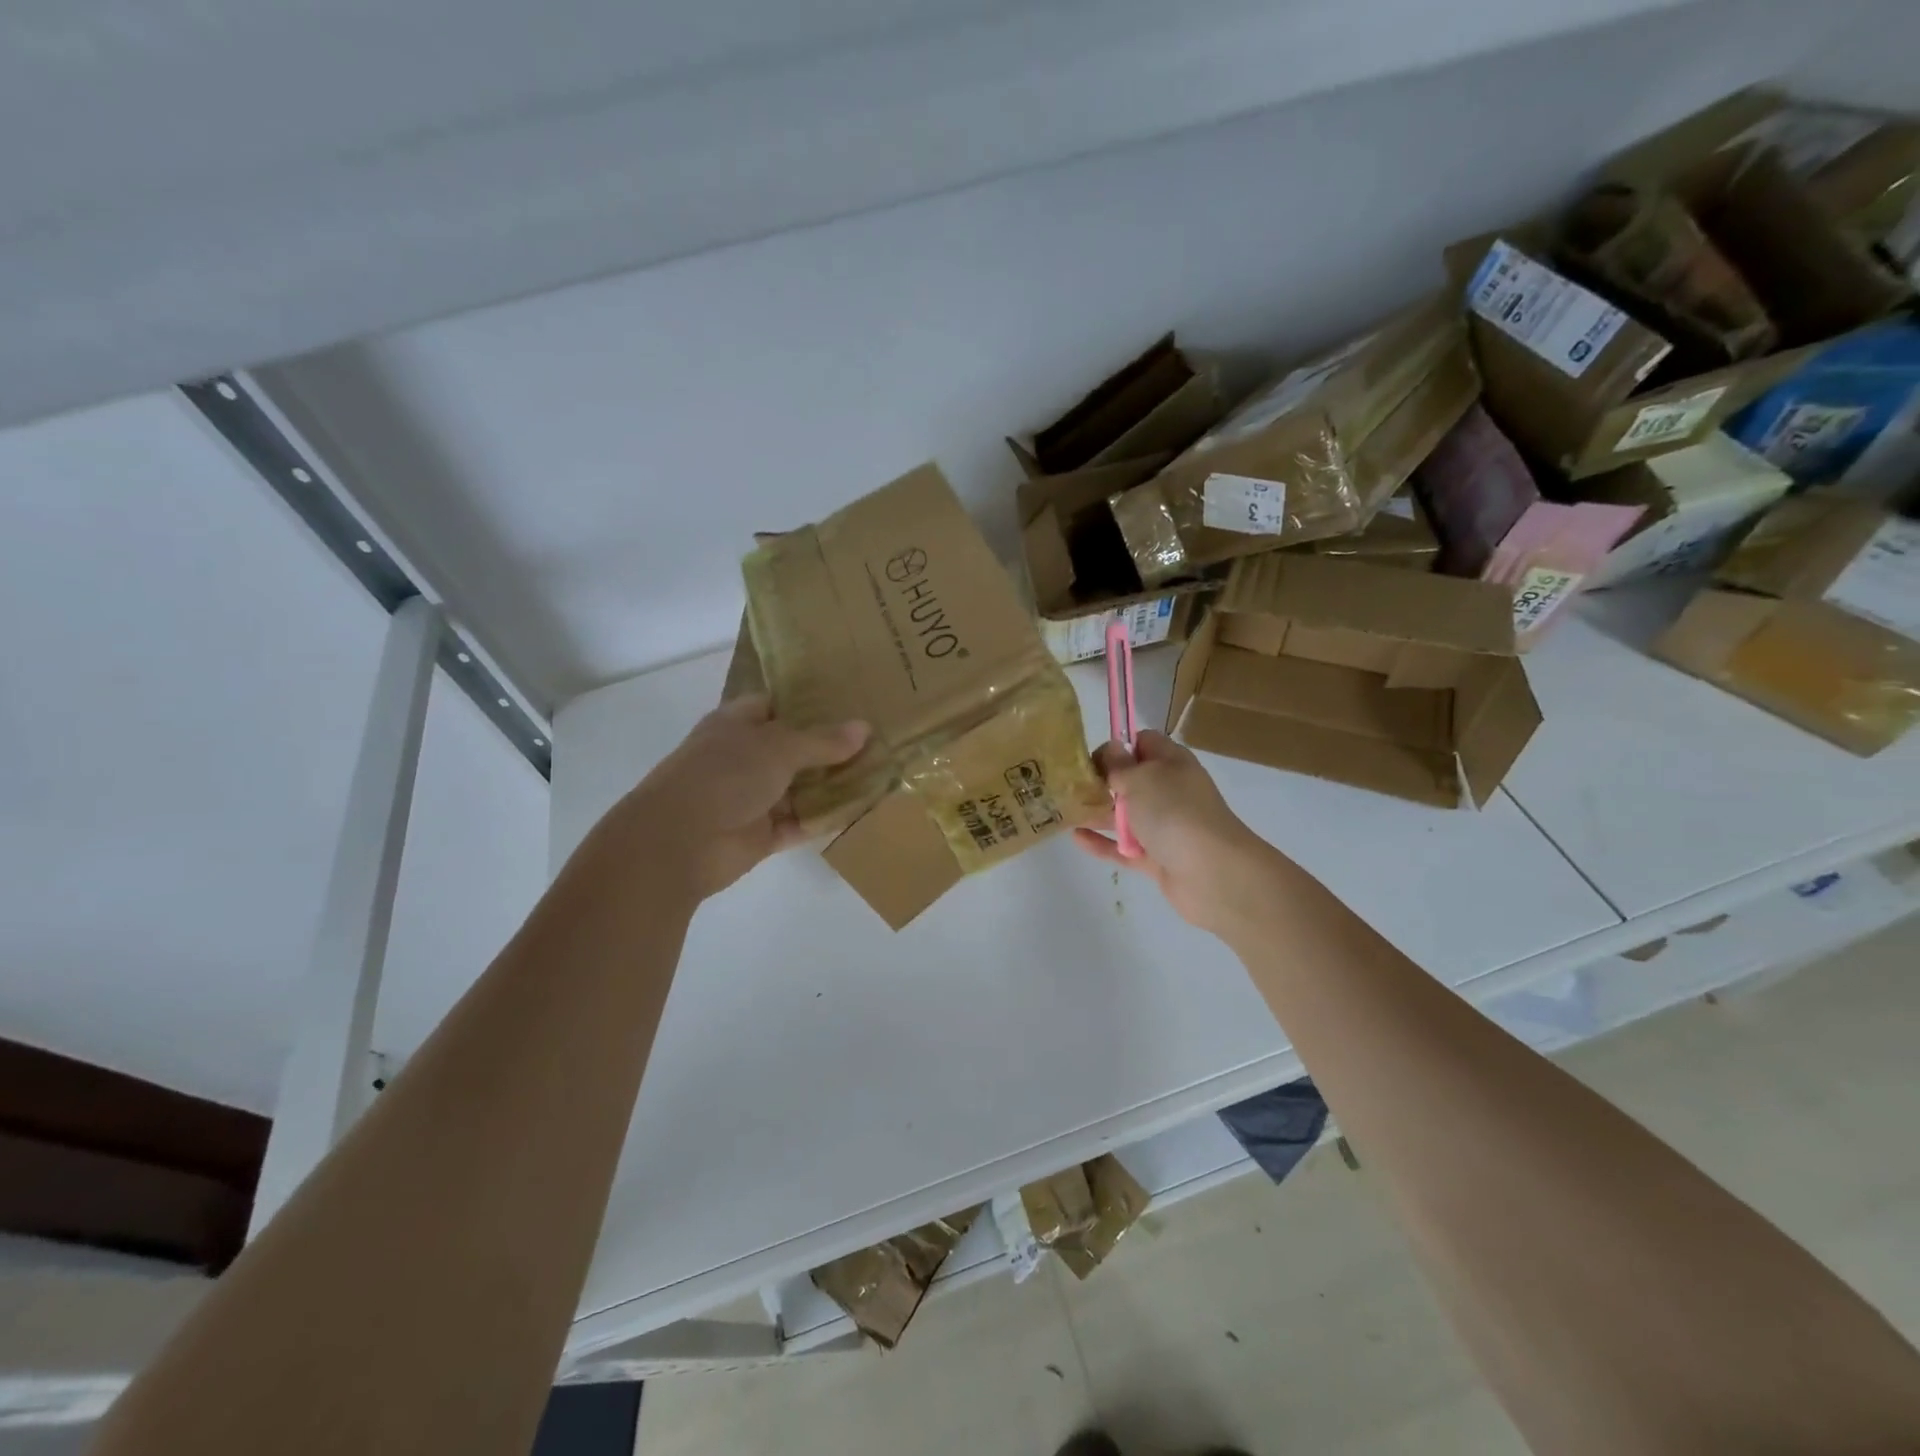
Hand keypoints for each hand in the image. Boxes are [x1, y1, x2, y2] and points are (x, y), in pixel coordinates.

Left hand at [616, 694, 869, 899]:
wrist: (679, 842)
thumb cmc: (724, 775)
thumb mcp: (778, 747)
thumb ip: (822, 741)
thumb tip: (864, 728)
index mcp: (737, 725)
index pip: (775, 705)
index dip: (808, 703)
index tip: (849, 702)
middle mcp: (744, 758)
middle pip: (793, 748)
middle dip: (830, 747)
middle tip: (878, 739)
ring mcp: (752, 797)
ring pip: (800, 788)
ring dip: (832, 785)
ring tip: (879, 774)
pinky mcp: (760, 834)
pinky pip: (800, 822)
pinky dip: (824, 818)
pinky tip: (859, 811)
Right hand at [1074, 731, 1281, 935]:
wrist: (1213, 873)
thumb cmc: (1175, 812)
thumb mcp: (1142, 778)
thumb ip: (1119, 765)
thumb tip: (1110, 750)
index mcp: (1172, 763)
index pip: (1144, 743)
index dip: (1118, 746)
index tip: (1091, 758)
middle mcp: (1170, 791)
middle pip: (1131, 780)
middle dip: (1102, 781)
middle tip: (1068, 785)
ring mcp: (1164, 827)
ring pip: (1125, 815)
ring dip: (1098, 812)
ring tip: (1064, 810)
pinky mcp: (1156, 858)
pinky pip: (1123, 847)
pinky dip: (1102, 842)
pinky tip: (1076, 837)